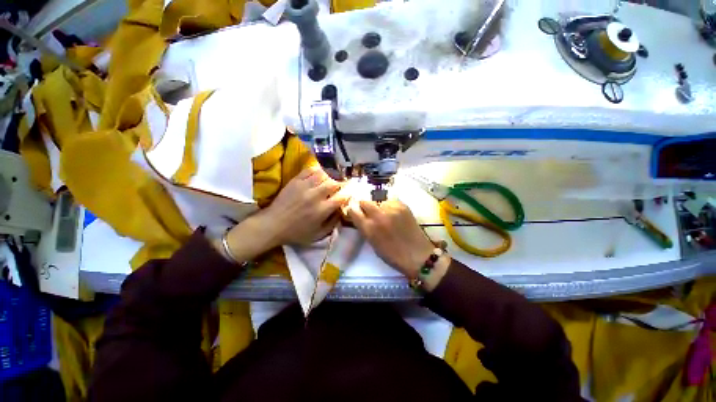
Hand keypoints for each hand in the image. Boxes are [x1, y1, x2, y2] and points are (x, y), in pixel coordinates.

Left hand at [220, 167, 347, 262]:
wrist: (273, 225)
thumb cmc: (297, 232)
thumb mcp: (318, 235)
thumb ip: (333, 224)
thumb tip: (341, 211)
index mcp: (322, 210)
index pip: (341, 197)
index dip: (348, 193)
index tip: (350, 192)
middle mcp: (315, 196)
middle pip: (334, 183)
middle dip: (341, 184)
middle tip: (341, 186)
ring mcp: (304, 186)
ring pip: (323, 175)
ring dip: (330, 177)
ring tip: (330, 181)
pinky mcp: (295, 181)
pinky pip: (310, 170)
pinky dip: (317, 170)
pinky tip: (319, 175)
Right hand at [345, 200, 449, 290]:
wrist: (418, 255)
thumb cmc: (393, 255)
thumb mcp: (373, 244)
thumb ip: (365, 228)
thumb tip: (360, 217)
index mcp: (369, 228)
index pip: (353, 211)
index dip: (353, 211)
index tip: (355, 212)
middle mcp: (378, 216)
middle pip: (364, 202)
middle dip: (364, 206)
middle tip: (369, 212)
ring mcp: (391, 209)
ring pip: (378, 201)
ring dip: (378, 207)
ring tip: (384, 215)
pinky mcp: (402, 206)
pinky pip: (390, 201)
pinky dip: (389, 206)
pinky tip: (394, 214)